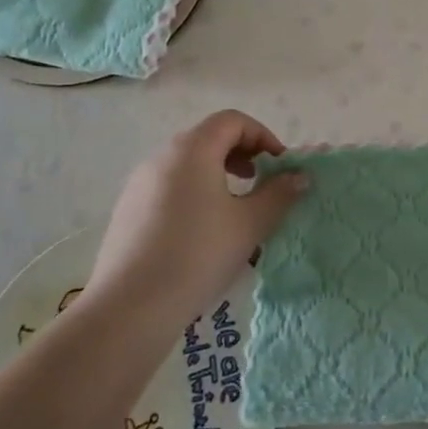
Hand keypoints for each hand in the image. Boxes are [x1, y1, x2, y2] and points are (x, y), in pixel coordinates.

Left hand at [89, 110, 306, 315]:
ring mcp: (139, 184)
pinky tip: (203, 233)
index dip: (262, 136)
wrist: (129, 307)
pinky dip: (194, 194)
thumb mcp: (250, 224)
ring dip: (219, 175)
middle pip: (208, 138)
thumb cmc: (198, 254)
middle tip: (262, 183)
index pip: (232, 121)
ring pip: (188, 164)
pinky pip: (169, 187)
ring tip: (236, 210)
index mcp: (192, 149)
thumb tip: (300, 176)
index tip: (279, 166)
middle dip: (242, 155)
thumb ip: (279, 194)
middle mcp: (161, 157)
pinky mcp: (127, 211)